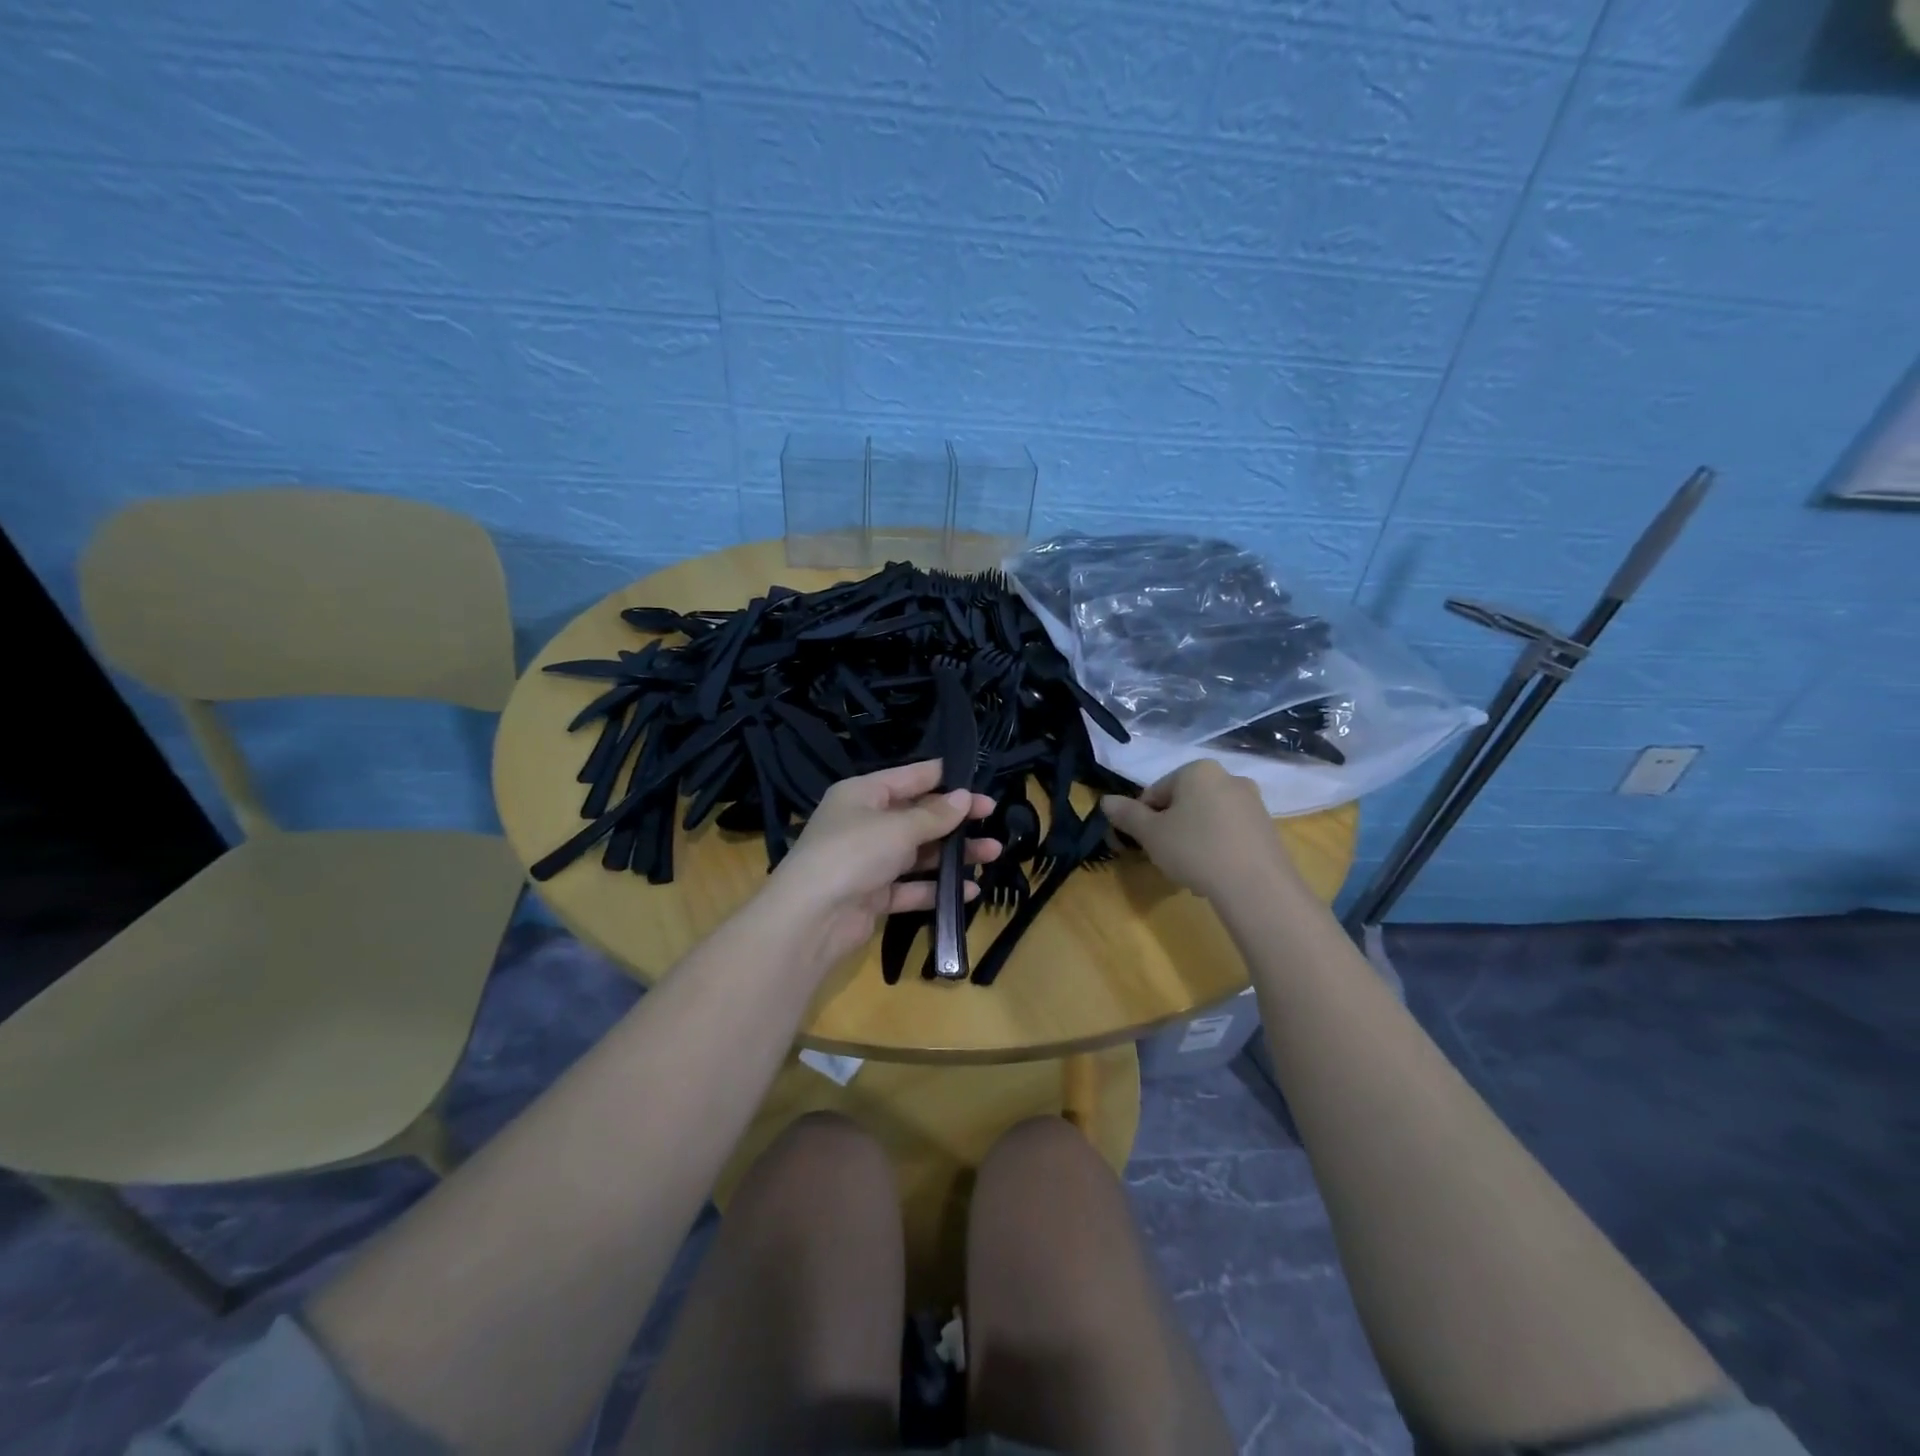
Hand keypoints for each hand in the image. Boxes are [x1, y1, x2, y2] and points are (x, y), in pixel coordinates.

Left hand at [762, 759, 999, 971]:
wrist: (811, 918)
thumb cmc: (853, 853)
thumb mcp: (898, 827)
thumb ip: (935, 815)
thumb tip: (965, 797)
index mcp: (863, 794)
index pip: (910, 777)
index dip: (944, 778)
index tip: (978, 781)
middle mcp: (865, 824)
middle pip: (918, 816)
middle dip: (955, 819)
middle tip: (993, 817)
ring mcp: (869, 861)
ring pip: (919, 853)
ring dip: (954, 854)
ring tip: (993, 852)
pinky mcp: (873, 896)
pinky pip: (912, 887)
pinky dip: (938, 888)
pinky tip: (970, 890)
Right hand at [1101, 760, 1302, 903]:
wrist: (1257, 886)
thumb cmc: (1195, 850)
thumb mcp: (1151, 834)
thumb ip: (1127, 814)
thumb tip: (1105, 801)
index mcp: (1198, 771)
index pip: (1156, 791)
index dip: (1144, 818)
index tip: (1146, 843)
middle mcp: (1229, 778)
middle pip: (1184, 803)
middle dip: (1171, 828)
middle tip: (1167, 857)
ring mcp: (1253, 803)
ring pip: (1207, 820)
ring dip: (1193, 840)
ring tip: (1191, 871)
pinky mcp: (1268, 829)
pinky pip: (1230, 834)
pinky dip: (1217, 849)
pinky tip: (1214, 874)